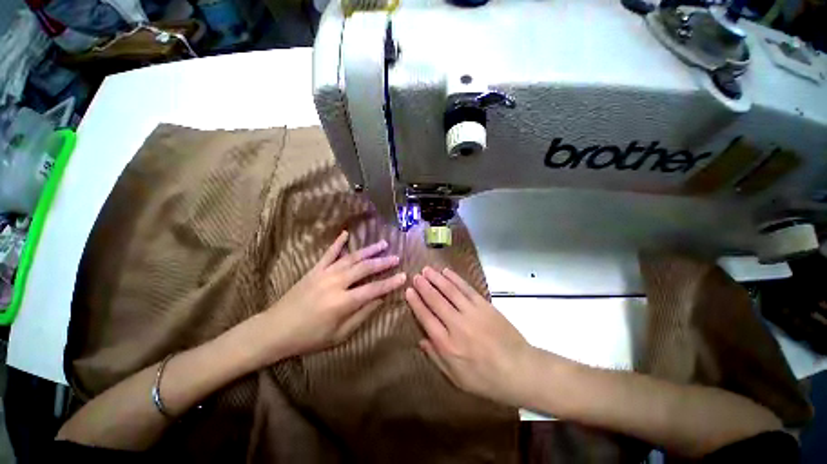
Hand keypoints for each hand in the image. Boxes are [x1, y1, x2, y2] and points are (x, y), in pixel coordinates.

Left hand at [255, 231, 405, 362]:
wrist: (274, 330)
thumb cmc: (309, 338)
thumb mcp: (339, 334)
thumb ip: (361, 315)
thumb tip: (380, 299)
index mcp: (342, 302)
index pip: (373, 289)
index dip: (390, 283)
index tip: (403, 276)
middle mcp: (336, 283)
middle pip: (364, 269)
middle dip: (383, 262)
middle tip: (396, 257)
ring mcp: (324, 274)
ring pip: (351, 258)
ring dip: (368, 250)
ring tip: (382, 243)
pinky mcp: (314, 270)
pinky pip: (328, 253)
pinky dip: (338, 243)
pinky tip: (345, 233)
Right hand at [406, 267, 535, 406]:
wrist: (520, 370)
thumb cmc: (486, 379)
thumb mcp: (457, 378)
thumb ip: (436, 357)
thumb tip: (421, 340)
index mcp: (447, 345)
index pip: (426, 318)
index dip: (416, 303)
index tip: (409, 291)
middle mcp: (457, 325)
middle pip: (436, 301)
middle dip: (424, 286)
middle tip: (415, 276)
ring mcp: (472, 312)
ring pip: (450, 291)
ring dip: (437, 278)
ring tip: (427, 270)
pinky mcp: (485, 306)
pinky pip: (466, 289)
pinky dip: (455, 279)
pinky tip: (447, 272)